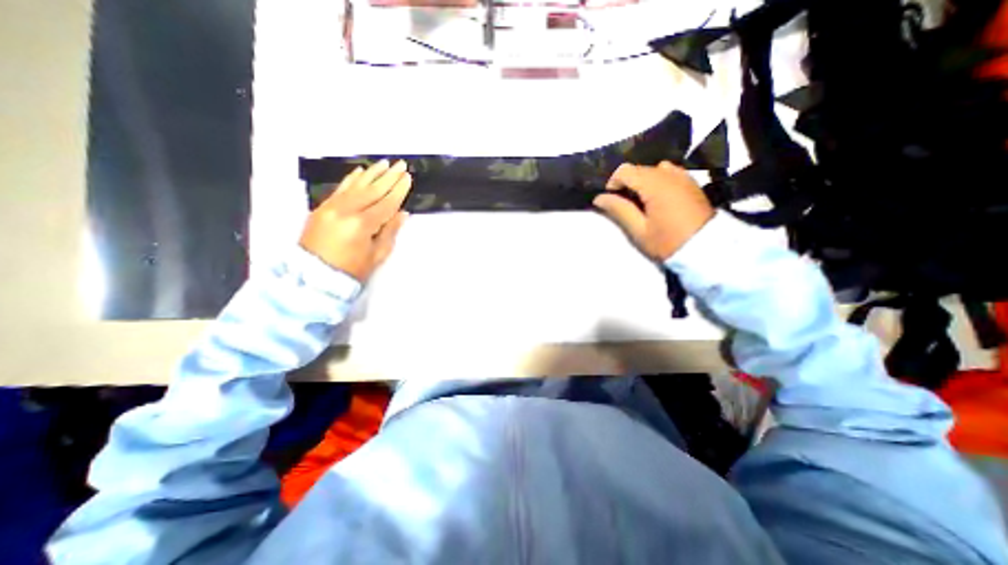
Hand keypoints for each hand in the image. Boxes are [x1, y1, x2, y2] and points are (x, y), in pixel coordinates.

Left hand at [298, 158, 412, 282]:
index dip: (398, 190)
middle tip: (401, 164)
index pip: (386, 203)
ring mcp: (332, 207)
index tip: (408, 178)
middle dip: (389, 177)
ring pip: (356, 185)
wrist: (314, 276)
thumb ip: (390, 232)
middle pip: (372, 190)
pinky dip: (352, 179)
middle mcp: (346, 210)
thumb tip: (402, 213)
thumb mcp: (376, 255)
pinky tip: (361, 170)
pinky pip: (340, 188)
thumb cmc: (351, 270)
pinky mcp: (322, 207)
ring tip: (385, 162)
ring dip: (372, 173)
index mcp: (362, 225)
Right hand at [593, 162, 710, 261]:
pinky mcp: (691, 182)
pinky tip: (658, 200)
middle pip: (638, 168)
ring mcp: (682, 176)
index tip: (612, 202)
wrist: (707, 249)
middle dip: (627, 184)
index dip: (613, 184)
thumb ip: (618, 210)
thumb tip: (599, 198)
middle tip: (626, 207)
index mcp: (654, 183)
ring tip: (642, 203)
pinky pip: (667, 173)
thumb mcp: (638, 230)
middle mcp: (669, 173)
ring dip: (642, 183)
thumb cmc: (668, 242)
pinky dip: (657, 181)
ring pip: (652, 170)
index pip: (624, 170)